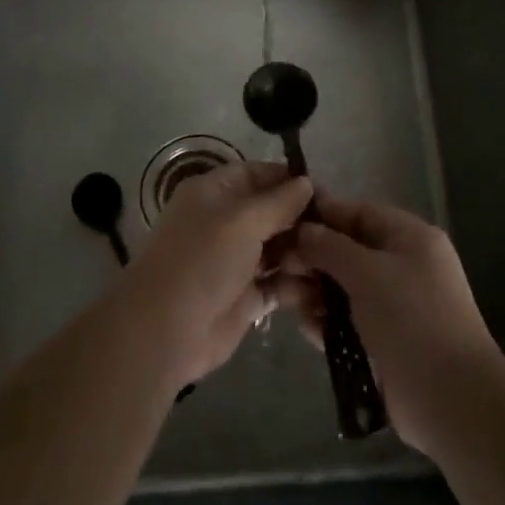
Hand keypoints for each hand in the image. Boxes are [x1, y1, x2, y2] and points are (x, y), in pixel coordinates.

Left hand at [128, 160, 312, 384]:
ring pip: (278, 248)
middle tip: (338, 230)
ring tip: (333, 260)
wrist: (165, 330)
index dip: (290, 180)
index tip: (326, 191)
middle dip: (303, 219)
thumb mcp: (242, 221)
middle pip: (272, 212)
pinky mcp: (245, 297)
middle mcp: (225, 222)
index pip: (258, 174)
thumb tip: (306, 182)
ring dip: (304, 253)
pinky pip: (278, 283)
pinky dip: (298, 284)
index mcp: (215, 193)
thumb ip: (278, 202)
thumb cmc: (202, 260)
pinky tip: (325, 287)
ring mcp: (235, 261)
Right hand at [278, 191, 500, 454]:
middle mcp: (401, 265)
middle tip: (277, 268)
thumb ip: (330, 246)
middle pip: (346, 251)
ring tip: (284, 299)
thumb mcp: (368, 272)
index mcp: (408, 237)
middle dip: (312, 258)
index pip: (357, 213)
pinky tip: (307, 328)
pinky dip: (326, 322)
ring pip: (342, 287)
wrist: (451, 400)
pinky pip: (347, 321)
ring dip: (314, 292)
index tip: (282, 223)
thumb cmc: (411, 319)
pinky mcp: (383, 341)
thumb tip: (303, 230)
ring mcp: (393, 306)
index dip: (321, 215)